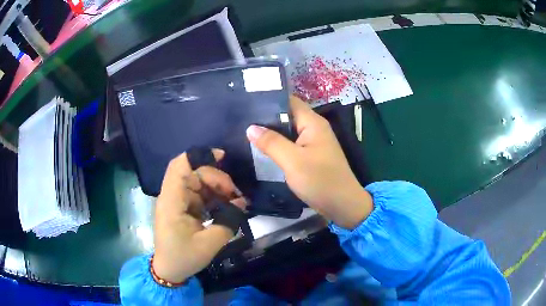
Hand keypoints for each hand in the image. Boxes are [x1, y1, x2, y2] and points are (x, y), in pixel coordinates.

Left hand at [152, 150, 246, 283]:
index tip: (222, 158)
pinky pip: (198, 193)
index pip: (180, 166)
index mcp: (172, 202)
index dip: (199, 156)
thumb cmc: (183, 257)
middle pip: (192, 172)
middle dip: (216, 177)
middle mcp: (172, 196)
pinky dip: (213, 196)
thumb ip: (228, 222)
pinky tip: (225, 204)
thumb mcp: (209, 244)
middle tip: (234, 193)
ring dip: (216, 186)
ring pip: (197, 181)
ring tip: (234, 200)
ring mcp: (176, 201)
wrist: (169, 270)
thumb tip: (242, 204)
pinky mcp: (182, 207)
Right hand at [246, 96, 372, 228]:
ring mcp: (313, 143)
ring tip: (246, 131)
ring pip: (288, 131)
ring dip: (271, 132)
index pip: (289, 101)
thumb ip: (272, 142)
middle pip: (288, 115)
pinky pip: (292, 145)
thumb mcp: (293, 161)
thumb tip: (251, 128)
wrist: (342, 205)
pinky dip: (278, 145)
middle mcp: (314, 128)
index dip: (269, 100)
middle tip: (242, 119)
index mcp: (313, 123)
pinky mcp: (311, 156)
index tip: (247, 102)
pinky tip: (262, 148)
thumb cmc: (320, 180)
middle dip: (266, 117)